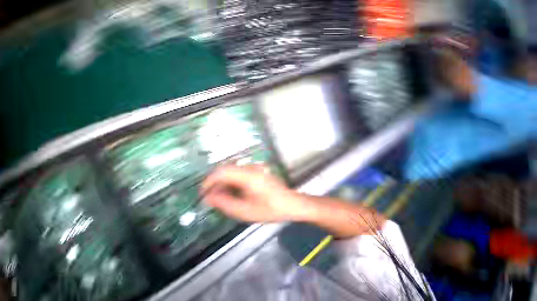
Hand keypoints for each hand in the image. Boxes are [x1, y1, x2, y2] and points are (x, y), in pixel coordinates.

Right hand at [202, 165, 306, 222]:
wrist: (291, 203)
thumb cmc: (270, 209)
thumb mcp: (246, 211)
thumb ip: (225, 203)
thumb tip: (209, 197)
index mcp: (248, 175)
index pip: (222, 171)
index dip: (209, 181)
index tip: (203, 193)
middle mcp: (251, 168)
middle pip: (227, 169)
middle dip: (216, 183)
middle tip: (212, 198)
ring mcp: (256, 168)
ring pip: (233, 171)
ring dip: (225, 182)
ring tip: (222, 197)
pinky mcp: (258, 171)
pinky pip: (240, 173)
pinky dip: (233, 181)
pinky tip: (234, 192)